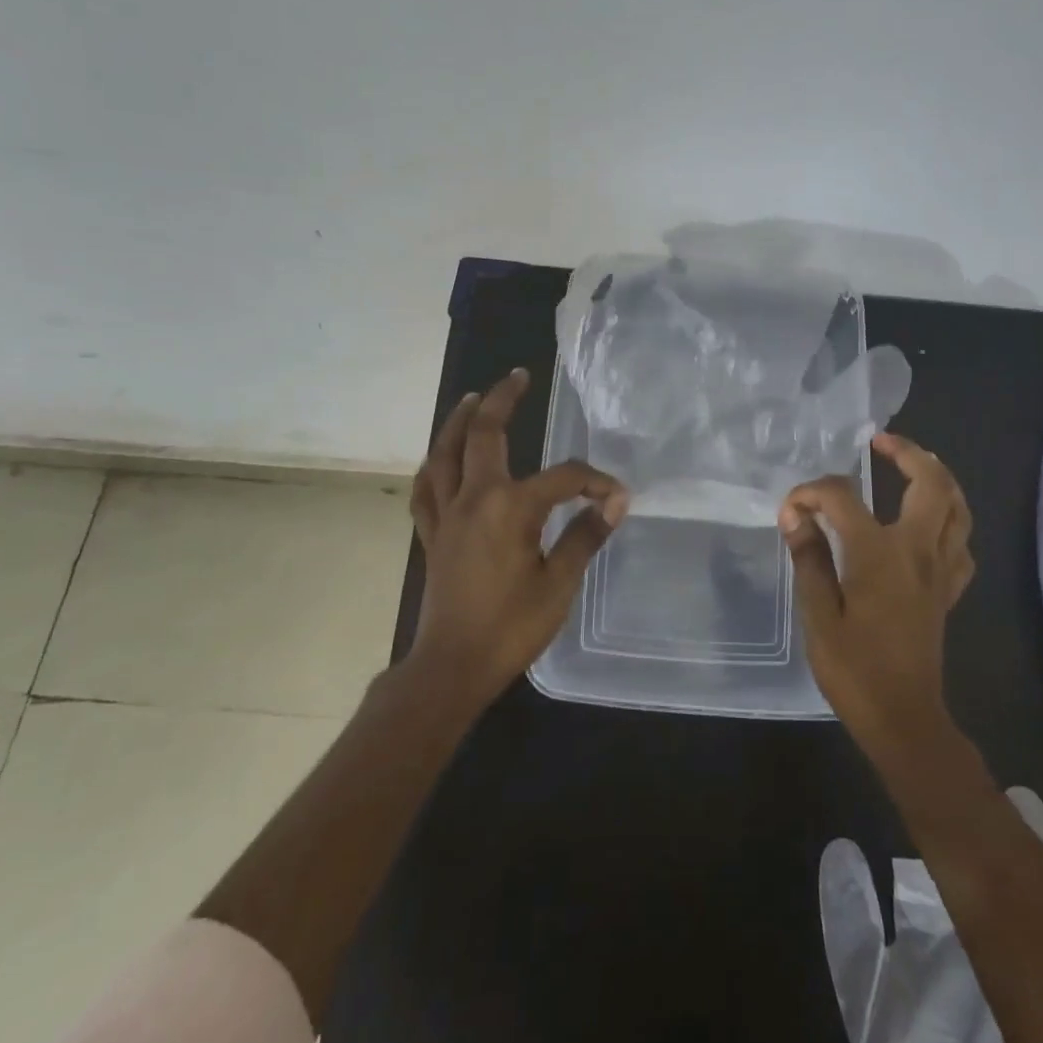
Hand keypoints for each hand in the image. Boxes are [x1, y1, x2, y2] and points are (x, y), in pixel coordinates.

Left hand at [407, 368, 628, 708]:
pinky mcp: (431, 534)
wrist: (451, 667)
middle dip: (502, 400)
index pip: (562, 478)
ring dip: (458, 421)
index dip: (593, 481)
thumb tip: (616, 502)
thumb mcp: (559, 583)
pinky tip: (439, 458)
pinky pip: (426, 489)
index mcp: (510, 508)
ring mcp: (446, 514)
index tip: (616, 495)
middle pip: (484, 435)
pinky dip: (433, 466)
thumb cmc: (510, 627)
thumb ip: (585, 536)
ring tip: (472, 398)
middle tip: (518, 376)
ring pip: (445, 453)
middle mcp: (474, 498)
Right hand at [779, 433, 974, 754]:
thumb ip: (808, 558)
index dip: (811, 493)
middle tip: (881, 442)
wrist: (904, 719)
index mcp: (879, 553)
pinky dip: (949, 519)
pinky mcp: (949, 590)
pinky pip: (960, 542)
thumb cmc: (854, 669)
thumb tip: (795, 516)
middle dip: (907, 452)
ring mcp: (940, 570)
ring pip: (957, 508)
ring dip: (938, 477)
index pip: (842, 498)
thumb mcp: (817, 614)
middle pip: (930, 483)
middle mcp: (918, 551)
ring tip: (914, 464)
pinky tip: (930, 522)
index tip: (790, 509)